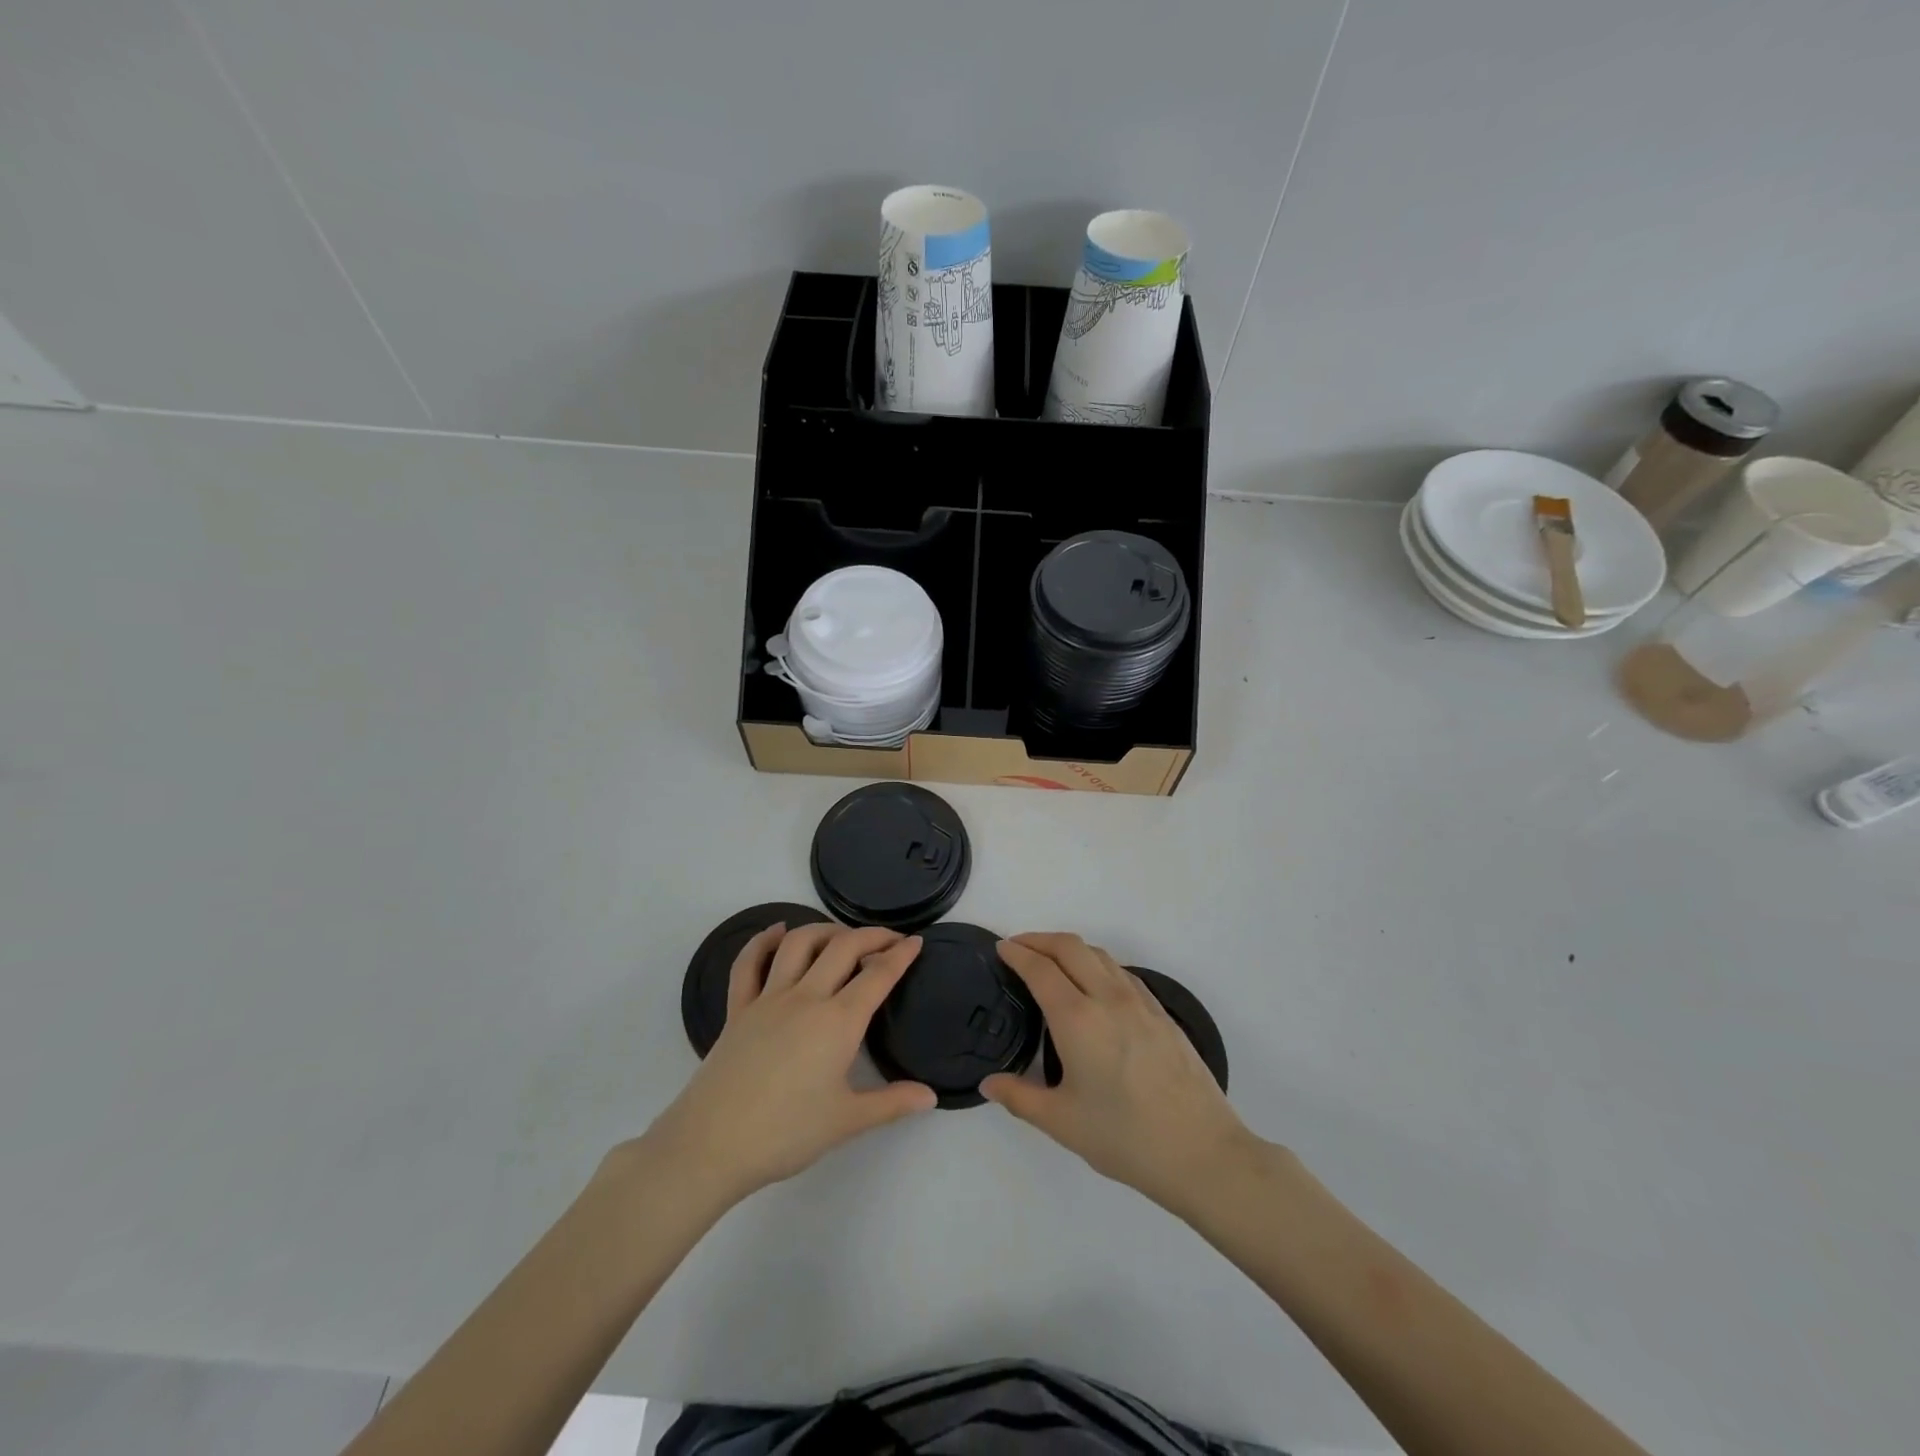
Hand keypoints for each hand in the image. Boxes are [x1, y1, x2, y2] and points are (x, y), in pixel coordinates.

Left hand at [638, 923, 935, 1208]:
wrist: (712, 1145)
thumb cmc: (786, 1133)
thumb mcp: (847, 1122)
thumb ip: (892, 1104)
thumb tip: (931, 1096)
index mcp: (838, 1022)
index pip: (877, 976)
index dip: (900, 955)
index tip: (916, 941)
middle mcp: (806, 997)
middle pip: (843, 948)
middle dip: (871, 936)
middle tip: (890, 938)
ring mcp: (768, 998)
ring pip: (799, 944)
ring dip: (825, 930)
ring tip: (843, 935)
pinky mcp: (738, 1009)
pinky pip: (748, 964)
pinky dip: (762, 941)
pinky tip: (776, 931)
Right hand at [982, 933, 1256, 1215]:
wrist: (1202, 1151)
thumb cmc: (1125, 1137)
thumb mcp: (1062, 1122)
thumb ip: (1019, 1097)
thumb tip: (988, 1083)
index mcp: (1078, 1019)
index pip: (1040, 969)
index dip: (1017, 953)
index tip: (1001, 948)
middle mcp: (1108, 998)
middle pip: (1070, 947)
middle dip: (1040, 939)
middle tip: (1019, 947)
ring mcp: (1140, 1002)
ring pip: (1099, 955)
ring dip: (1070, 948)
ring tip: (1052, 961)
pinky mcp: (1162, 1013)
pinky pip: (1122, 972)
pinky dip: (1098, 964)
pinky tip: (1095, 984)